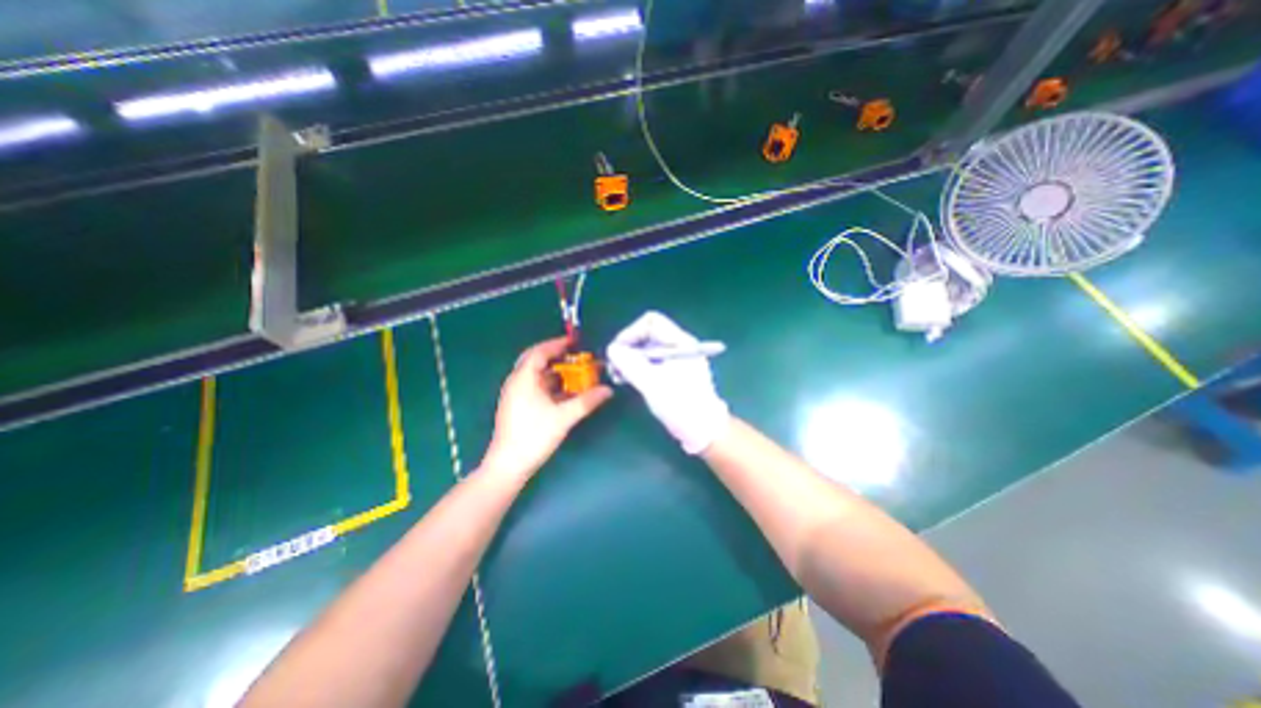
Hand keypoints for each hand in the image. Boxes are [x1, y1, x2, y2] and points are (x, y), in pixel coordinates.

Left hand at [481, 337, 613, 479]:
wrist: (508, 465)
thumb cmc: (534, 436)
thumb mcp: (564, 417)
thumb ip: (587, 401)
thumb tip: (607, 390)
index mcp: (523, 378)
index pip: (540, 352)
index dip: (557, 344)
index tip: (574, 342)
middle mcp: (516, 382)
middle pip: (536, 361)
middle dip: (557, 358)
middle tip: (575, 357)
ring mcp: (515, 395)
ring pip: (537, 376)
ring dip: (556, 373)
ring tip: (575, 374)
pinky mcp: (517, 406)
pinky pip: (535, 387)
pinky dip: (551, 386)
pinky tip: (565, 393)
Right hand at [608, 314, 734, 454]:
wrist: (703, 430)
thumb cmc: (681, 406)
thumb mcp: (652, 384)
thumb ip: (630, 363)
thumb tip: (612, 348)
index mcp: (680, 342)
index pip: (651, 322)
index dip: (631, 332)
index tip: (617, 352)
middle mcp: (679, 345)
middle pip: (647, 334)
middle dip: (628, 347)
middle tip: (614, 366)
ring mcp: (677, 359)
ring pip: (647, 348)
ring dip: (630, 358)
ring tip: (618, 375)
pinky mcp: (673, 371)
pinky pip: (651, 361)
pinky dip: (637, 367)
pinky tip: (627, 379)